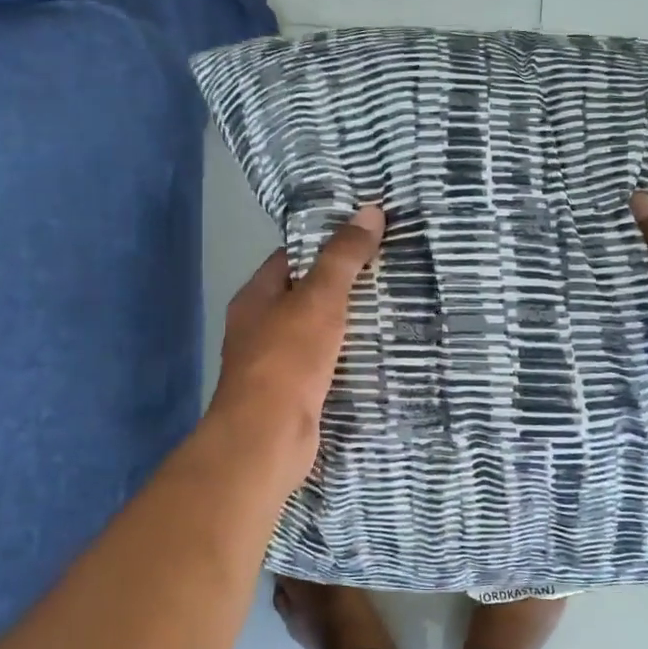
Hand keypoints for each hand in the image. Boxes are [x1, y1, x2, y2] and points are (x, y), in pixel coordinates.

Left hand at [206, 205, 385, 492]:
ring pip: (315, 333)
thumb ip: (343, 258)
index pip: (291, 258)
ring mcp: (273, 365)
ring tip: (392, 310)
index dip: (325, 245)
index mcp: (255, 298)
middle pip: (304, 297)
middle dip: (342, 287)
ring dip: (346, 325)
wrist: (267, 437)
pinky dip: (346, 359)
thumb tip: (370, 211)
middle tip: (389, 274)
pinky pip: (323, 366)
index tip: (365, 239)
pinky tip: (377, 356)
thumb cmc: (287, 358)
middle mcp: (258, 328)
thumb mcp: (319, 299)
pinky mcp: (292, 395)